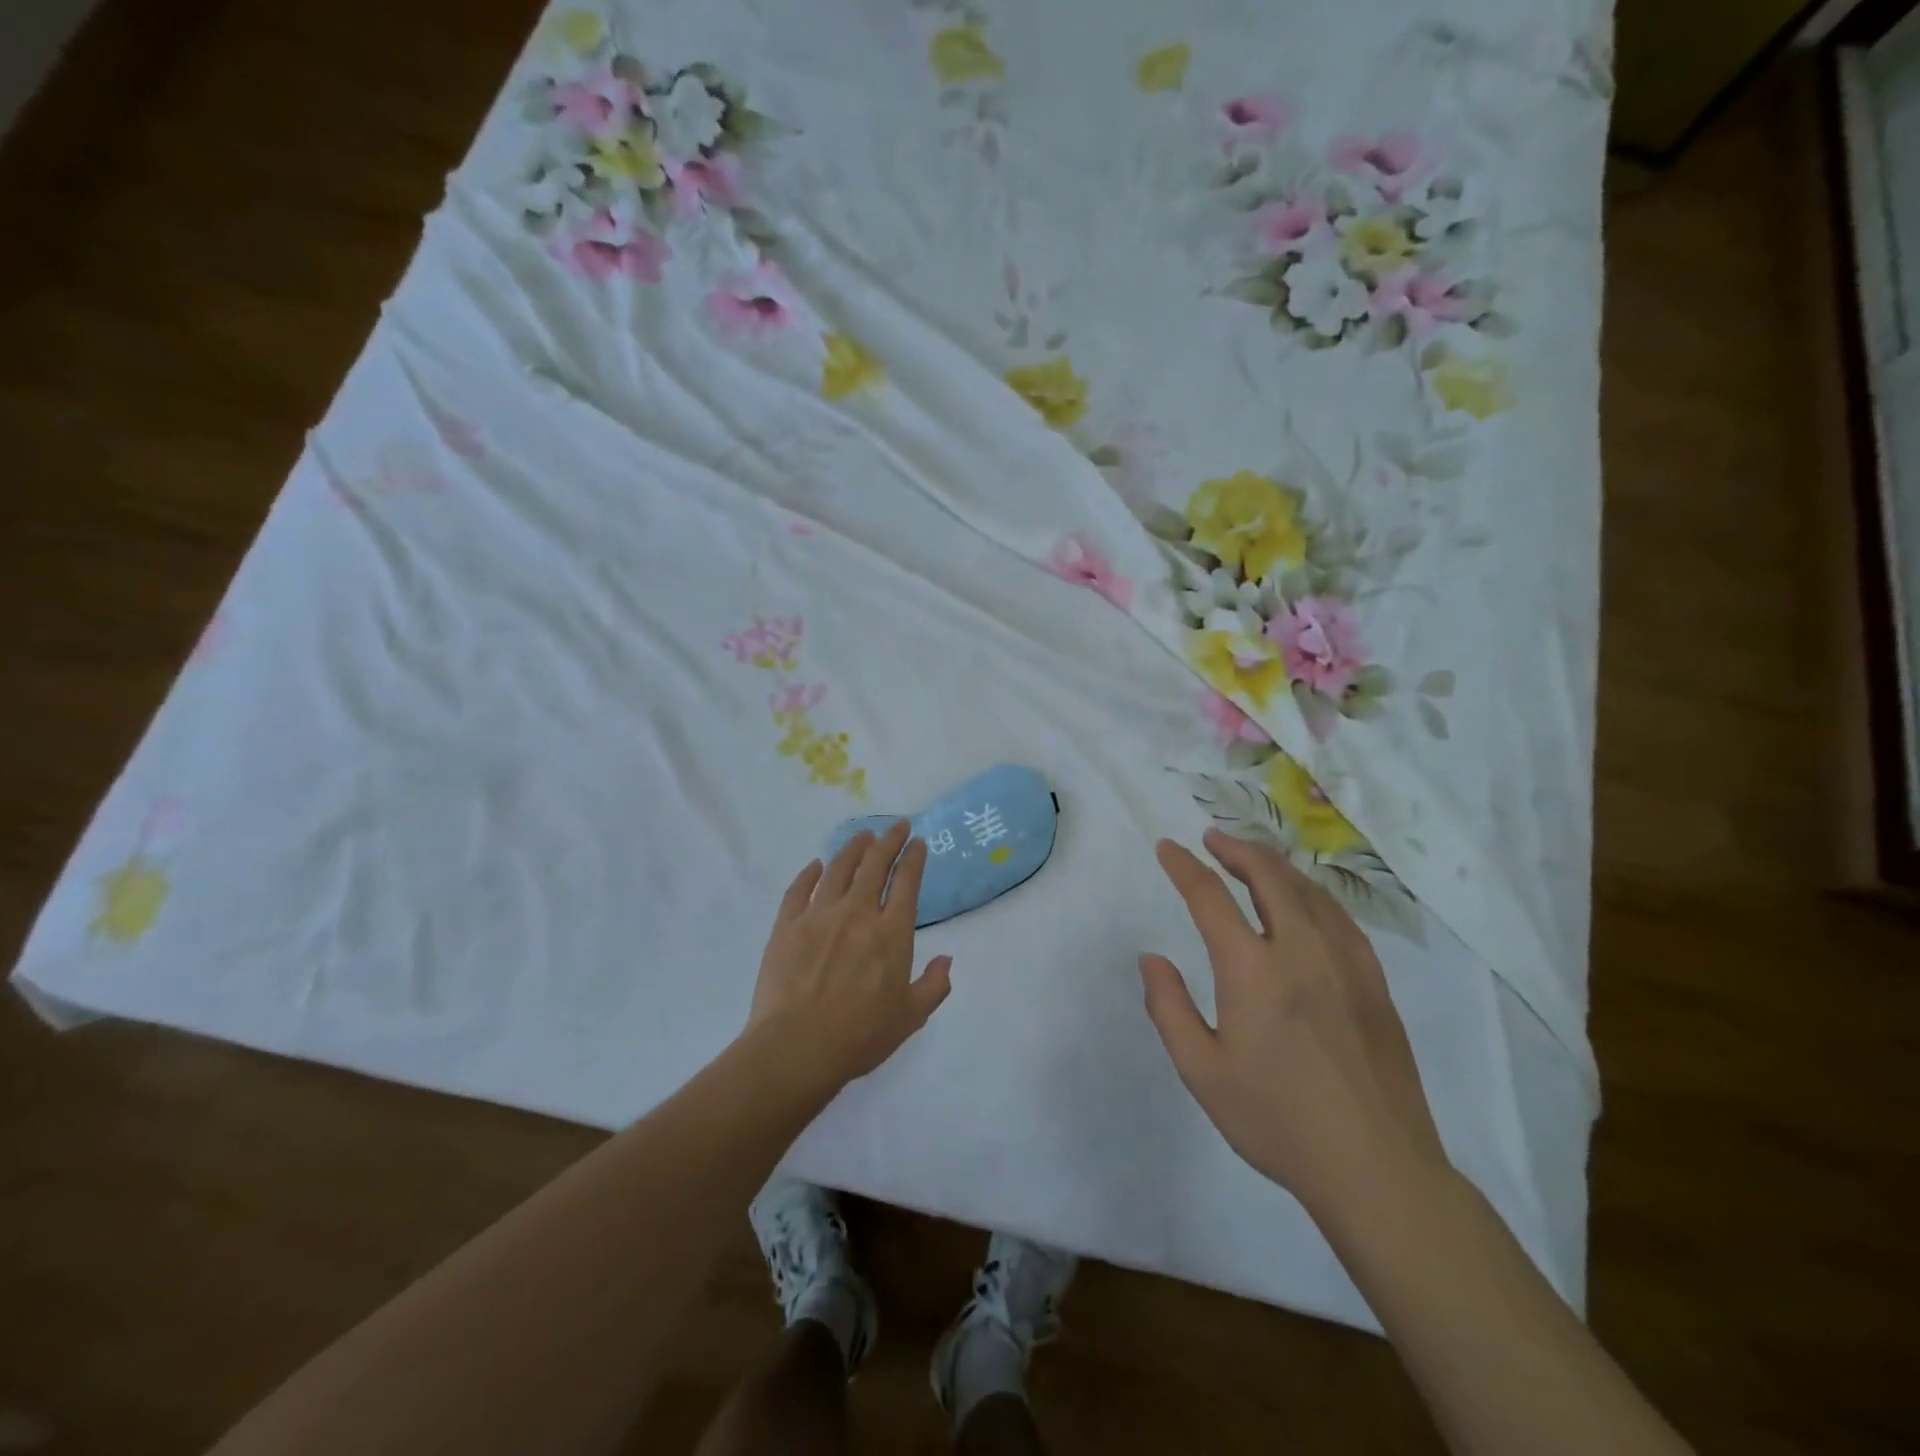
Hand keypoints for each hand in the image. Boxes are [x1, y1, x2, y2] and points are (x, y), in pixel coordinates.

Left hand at [745, 820, 953, 1087]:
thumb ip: (934, 986)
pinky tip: (816, 865)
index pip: (906, 882)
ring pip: (838, 869)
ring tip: (862, 837)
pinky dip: (810, 873)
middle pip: (874, 865)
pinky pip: (799, 889)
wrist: (798, 1047)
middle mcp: (857, 913)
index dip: (913, 858)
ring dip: (853, 848)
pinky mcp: (787, 925)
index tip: (917, 842)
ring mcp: (819, 916)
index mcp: (891, 933)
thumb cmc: (860, 1036)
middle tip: (896, 826)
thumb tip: (947, 960)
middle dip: (888, 841)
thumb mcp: (910, 1017)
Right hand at [1140, 829, 1450, 1223]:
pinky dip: (1312, 893)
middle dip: (1235, 849)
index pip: (1211, 897)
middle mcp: (1301, 950)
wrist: (1376, 1168)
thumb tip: (1152, 957)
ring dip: (1274, 864)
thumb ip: (1169, 1007)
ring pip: (1308, 890)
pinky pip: (1339, 916)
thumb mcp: (1202, 1071)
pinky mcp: (1374, 982)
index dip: (1184, 867)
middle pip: (1268, 877)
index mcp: (1253, 969)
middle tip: (1213, 838)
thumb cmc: (1277, 1121)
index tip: (1167, 847)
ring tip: (1252, 857)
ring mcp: (1346, 962)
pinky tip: (1306, 900)